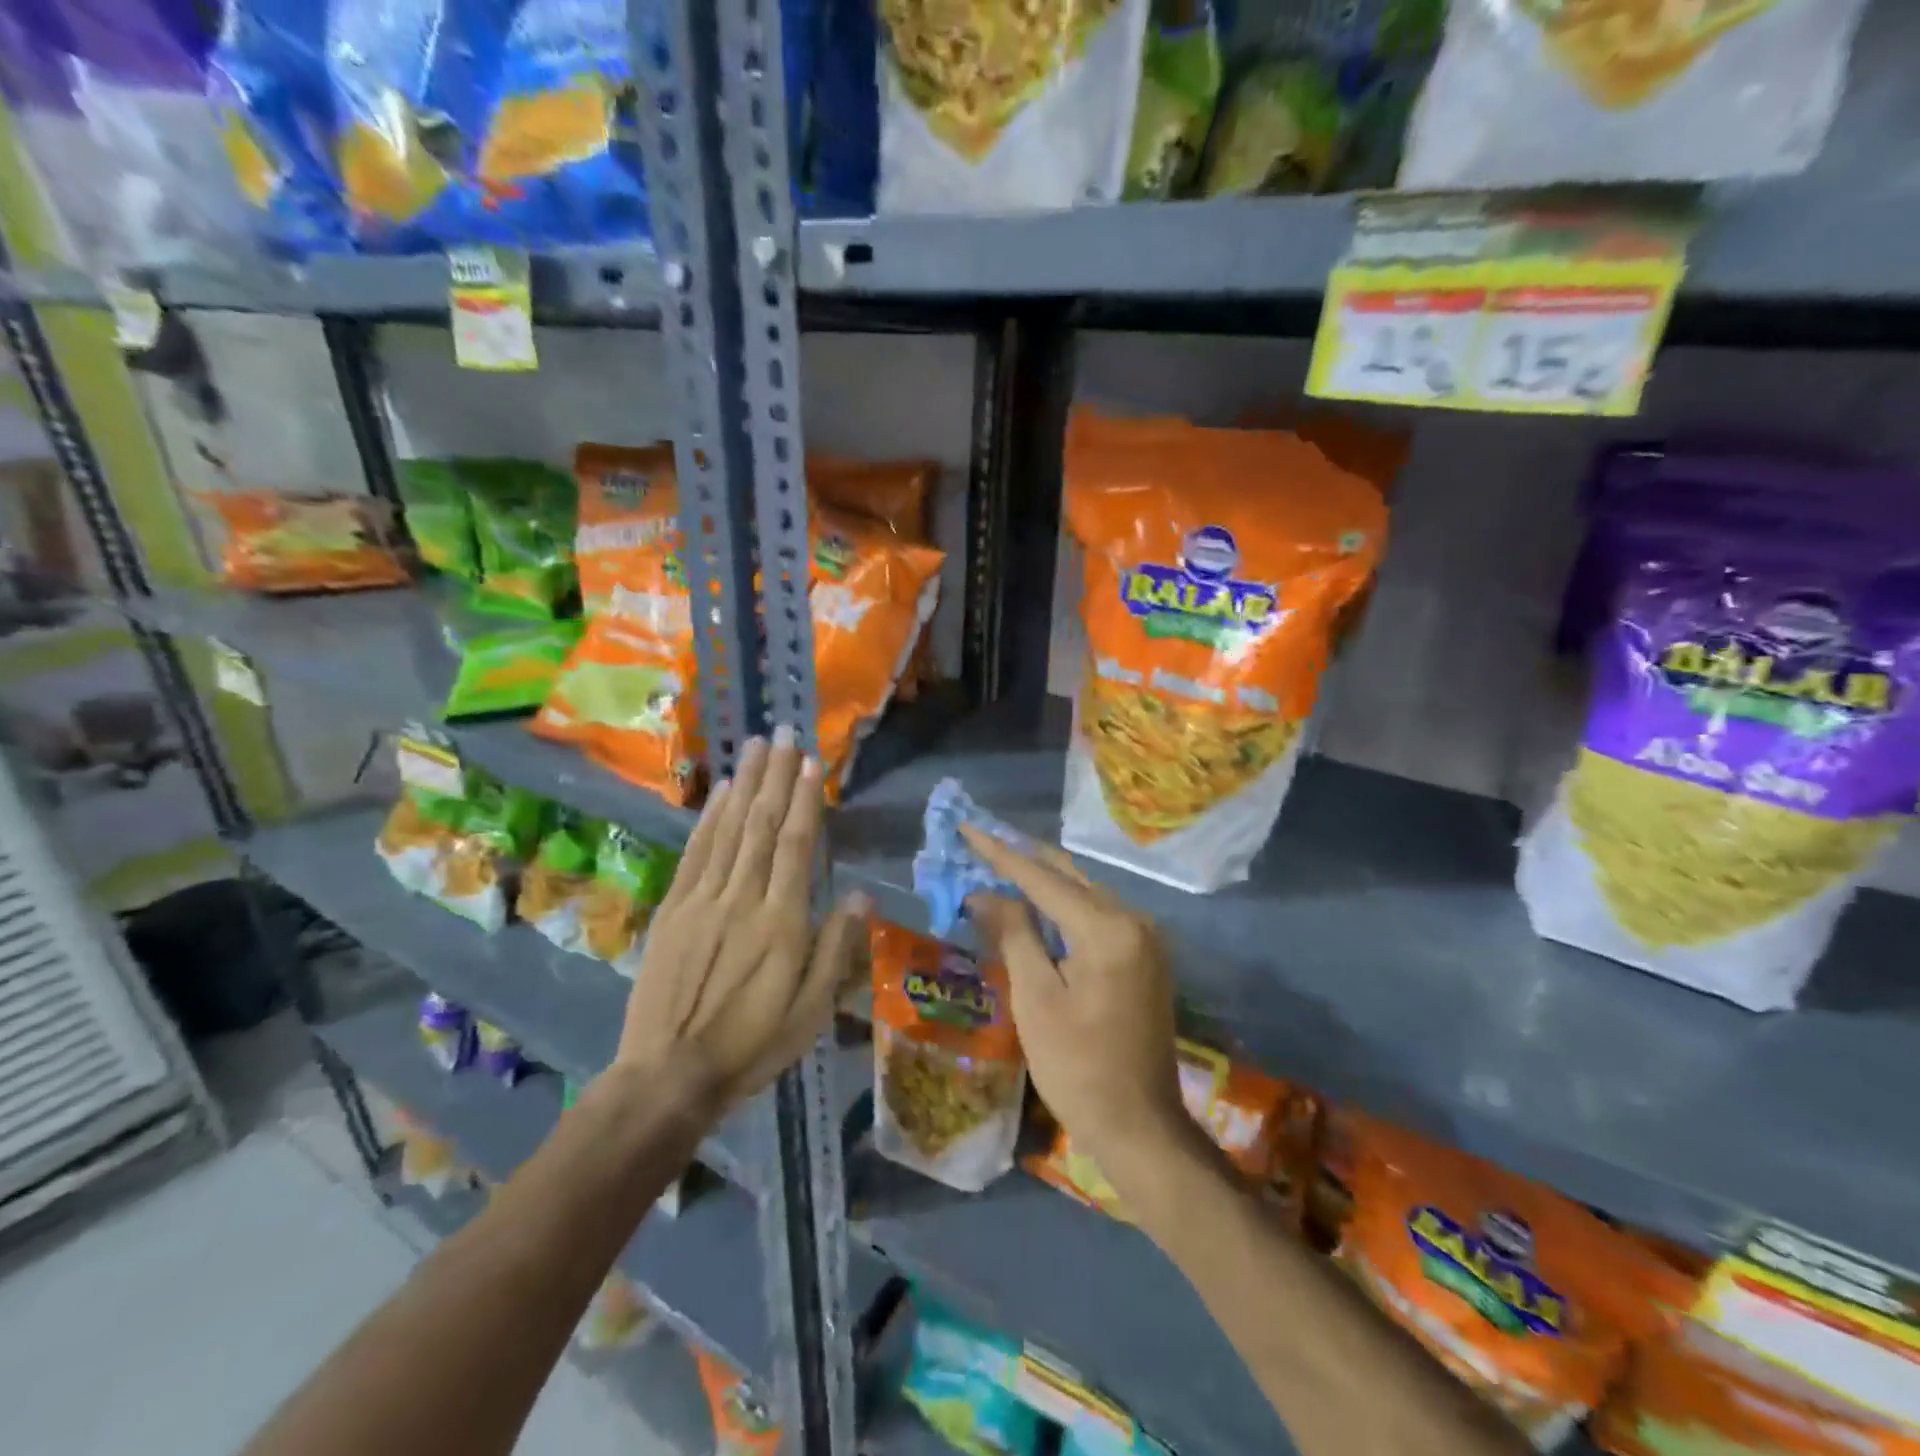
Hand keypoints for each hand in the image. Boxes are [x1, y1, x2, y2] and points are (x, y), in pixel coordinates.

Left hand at [619, 726, 869, 1108]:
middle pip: (762, 825)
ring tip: (756, 746)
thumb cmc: (752, 1045)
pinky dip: (709, 818)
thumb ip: (837, 949)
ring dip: (745, 784)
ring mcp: (703, 900)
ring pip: (729, 829)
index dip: (805, 800)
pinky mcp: (674, 909)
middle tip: (784, 734)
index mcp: (782, 923)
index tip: (811, 762)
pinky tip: (721, 791)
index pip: (795, 846)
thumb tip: (861, 895)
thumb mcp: (812, 1011)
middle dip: (776, 777)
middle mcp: (743, 899)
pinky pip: (696, 853)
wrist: (669, 1075)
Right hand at [960, 826, 1183, 1168]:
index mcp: (1107, 928)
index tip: (968, 828)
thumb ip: (1013, 935)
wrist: (1141, 1126)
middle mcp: (1134, 920)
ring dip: (1044, 881)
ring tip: (1002, 866)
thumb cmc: (1078, 1067)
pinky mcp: (1146, 957)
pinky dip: (1065, 906)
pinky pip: (1099, 915)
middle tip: (982, 842)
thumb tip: (984, 894)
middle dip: (1024, 859)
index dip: (1001, 854)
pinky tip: (1039, 904)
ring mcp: (1146, 938)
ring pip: (1085, 893)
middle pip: (1070, 876)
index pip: (1043, 878)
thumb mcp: (1035, 999)